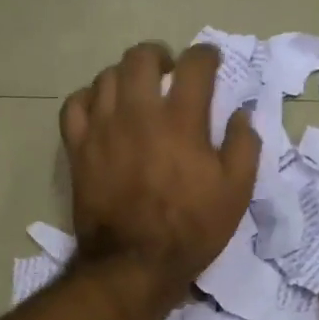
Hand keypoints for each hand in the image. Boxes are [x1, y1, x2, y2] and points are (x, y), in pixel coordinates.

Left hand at [61, 42, 258, 304]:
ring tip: (136, 92)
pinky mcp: (78, 148)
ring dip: (125, 76)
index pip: (194, 64)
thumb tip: (242, 113)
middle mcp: (138, 113)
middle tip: (168, 73)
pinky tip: (101, 109)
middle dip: (160, 56)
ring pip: (106, 76)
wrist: (134, 263)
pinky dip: (89, 98)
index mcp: (181, 120)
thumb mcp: (235, 192)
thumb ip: (243, 145)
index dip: (206, 56)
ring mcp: (102, 128)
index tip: (210, 63)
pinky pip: (74, 104)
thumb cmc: (190, 229)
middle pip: (141, 57)